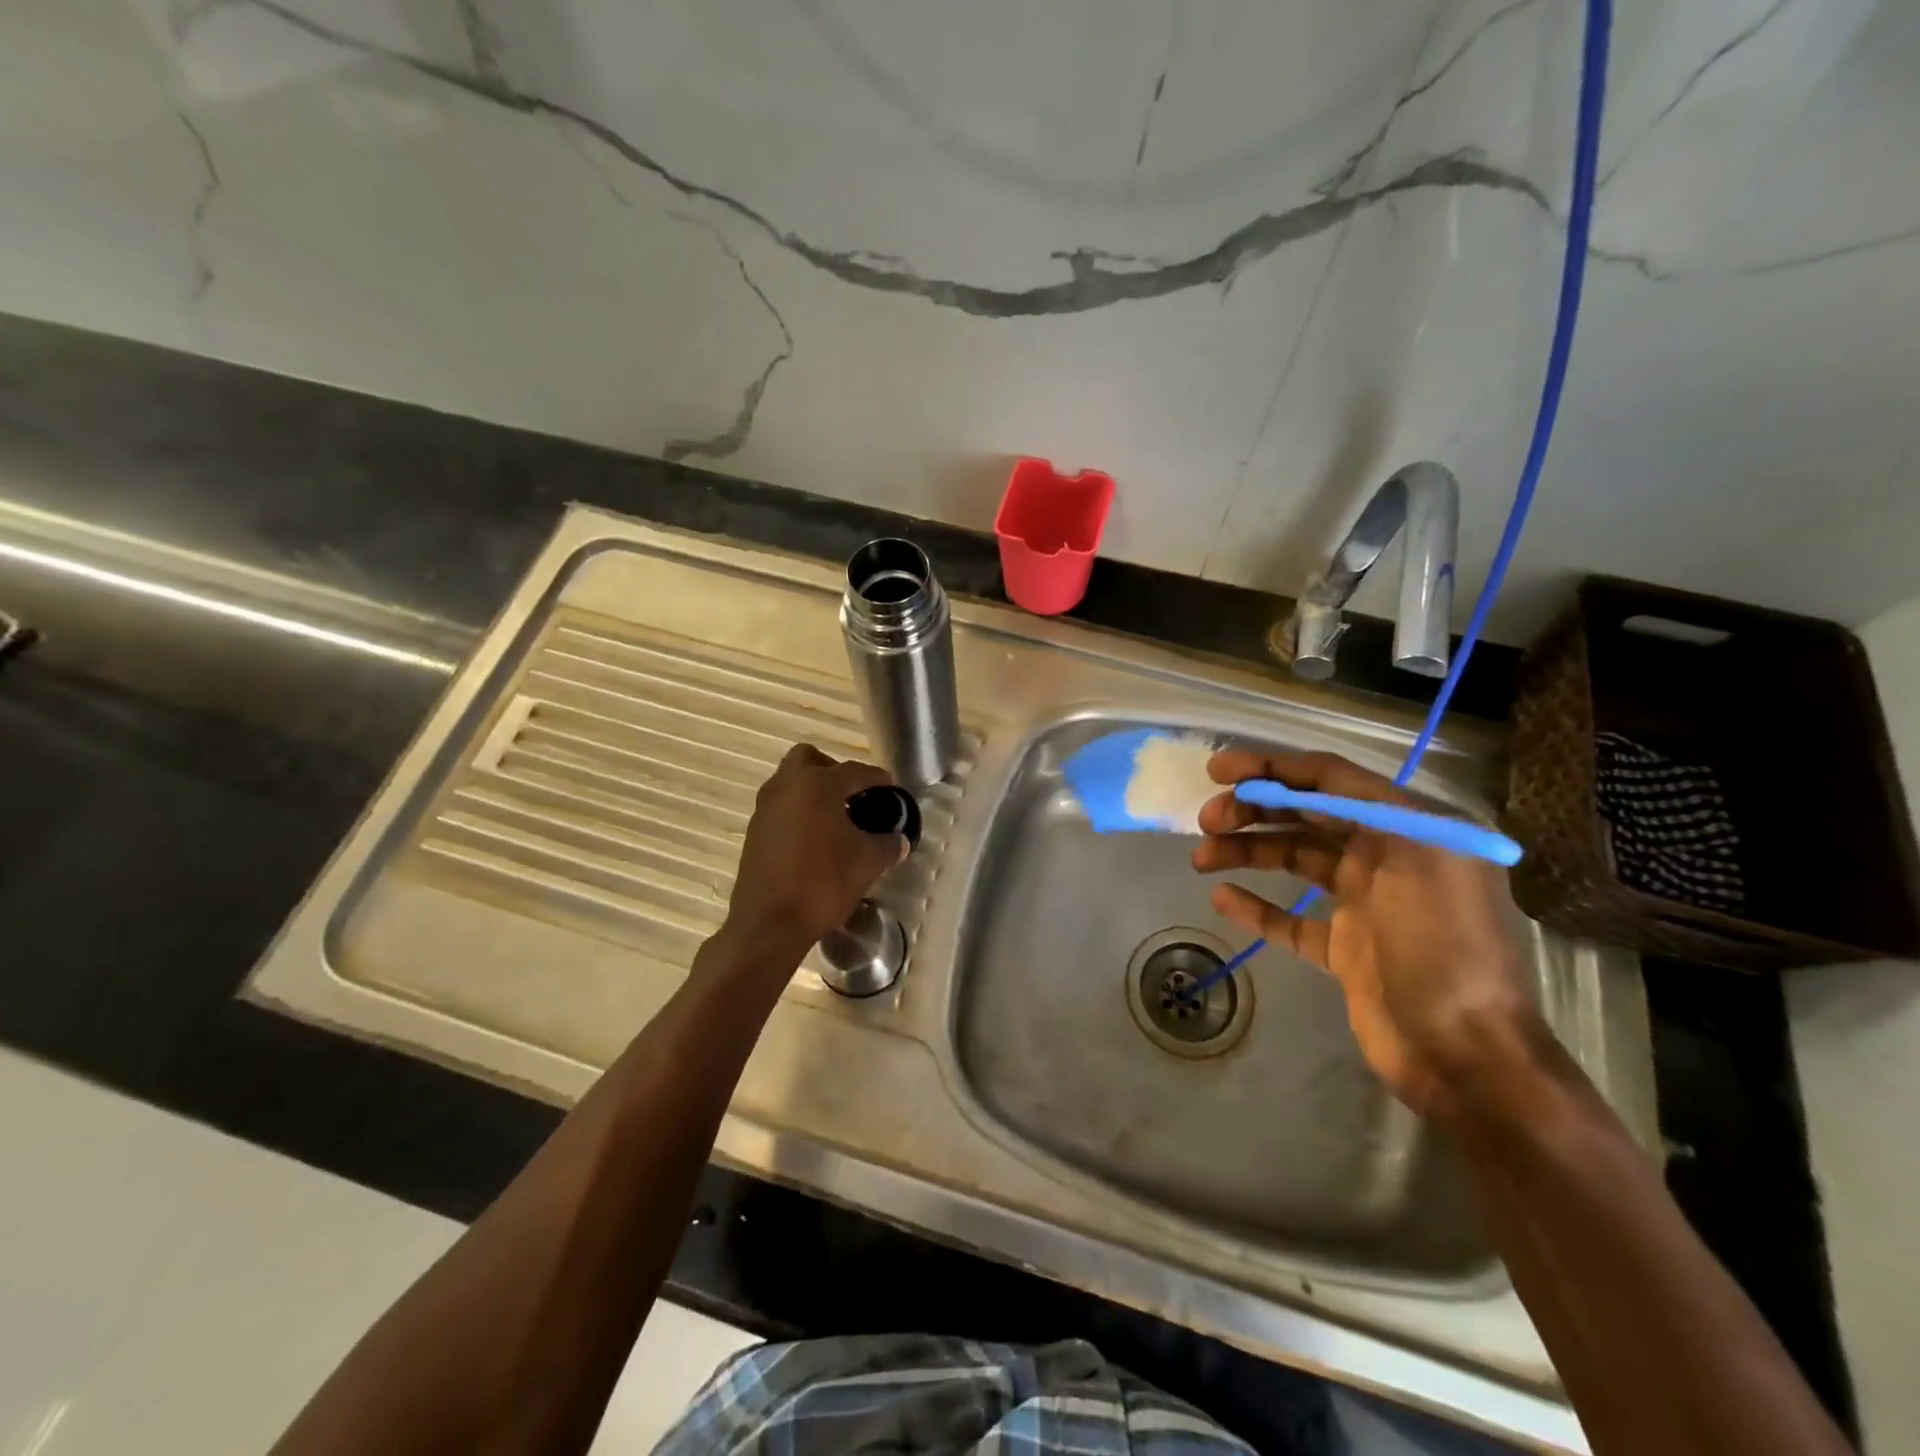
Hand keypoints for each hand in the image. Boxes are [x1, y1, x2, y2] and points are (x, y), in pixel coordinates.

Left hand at [722, 743, 906, 959]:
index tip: (892, 788)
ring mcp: (765, 808)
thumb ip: (887, 844)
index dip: (878, 779)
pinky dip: (799, 812)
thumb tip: (899, 840)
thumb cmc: (823, 883)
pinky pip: (781, 807)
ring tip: (837, 819)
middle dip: (833, 771)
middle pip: (810, 759)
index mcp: (817, 785)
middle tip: (853, 795)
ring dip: (813, 792)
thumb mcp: (867, 863)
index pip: (855, 771)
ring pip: (791, 782)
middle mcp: (786, 786)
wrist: (769, 924)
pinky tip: (816, 840)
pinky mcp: (754, 831)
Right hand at [1192, 748, 1550, 1122]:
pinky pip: (1290, 916)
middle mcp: (1386, 857)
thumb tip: (1313, 780)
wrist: (1464, 1056)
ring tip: (1201, 858)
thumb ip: (1367, 810)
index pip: (1331, 781)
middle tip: (1206, 819)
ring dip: (1247, 851)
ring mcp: (1364, 904)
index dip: (1273, 769)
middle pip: (1307, 816)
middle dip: (1253, 809)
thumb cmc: (1443, 949)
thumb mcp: (1418, 859)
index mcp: (1411, 829)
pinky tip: (1222, 898)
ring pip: (1294, 859)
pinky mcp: (1344, 947)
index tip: (1219, 769)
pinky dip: (1256, 905)